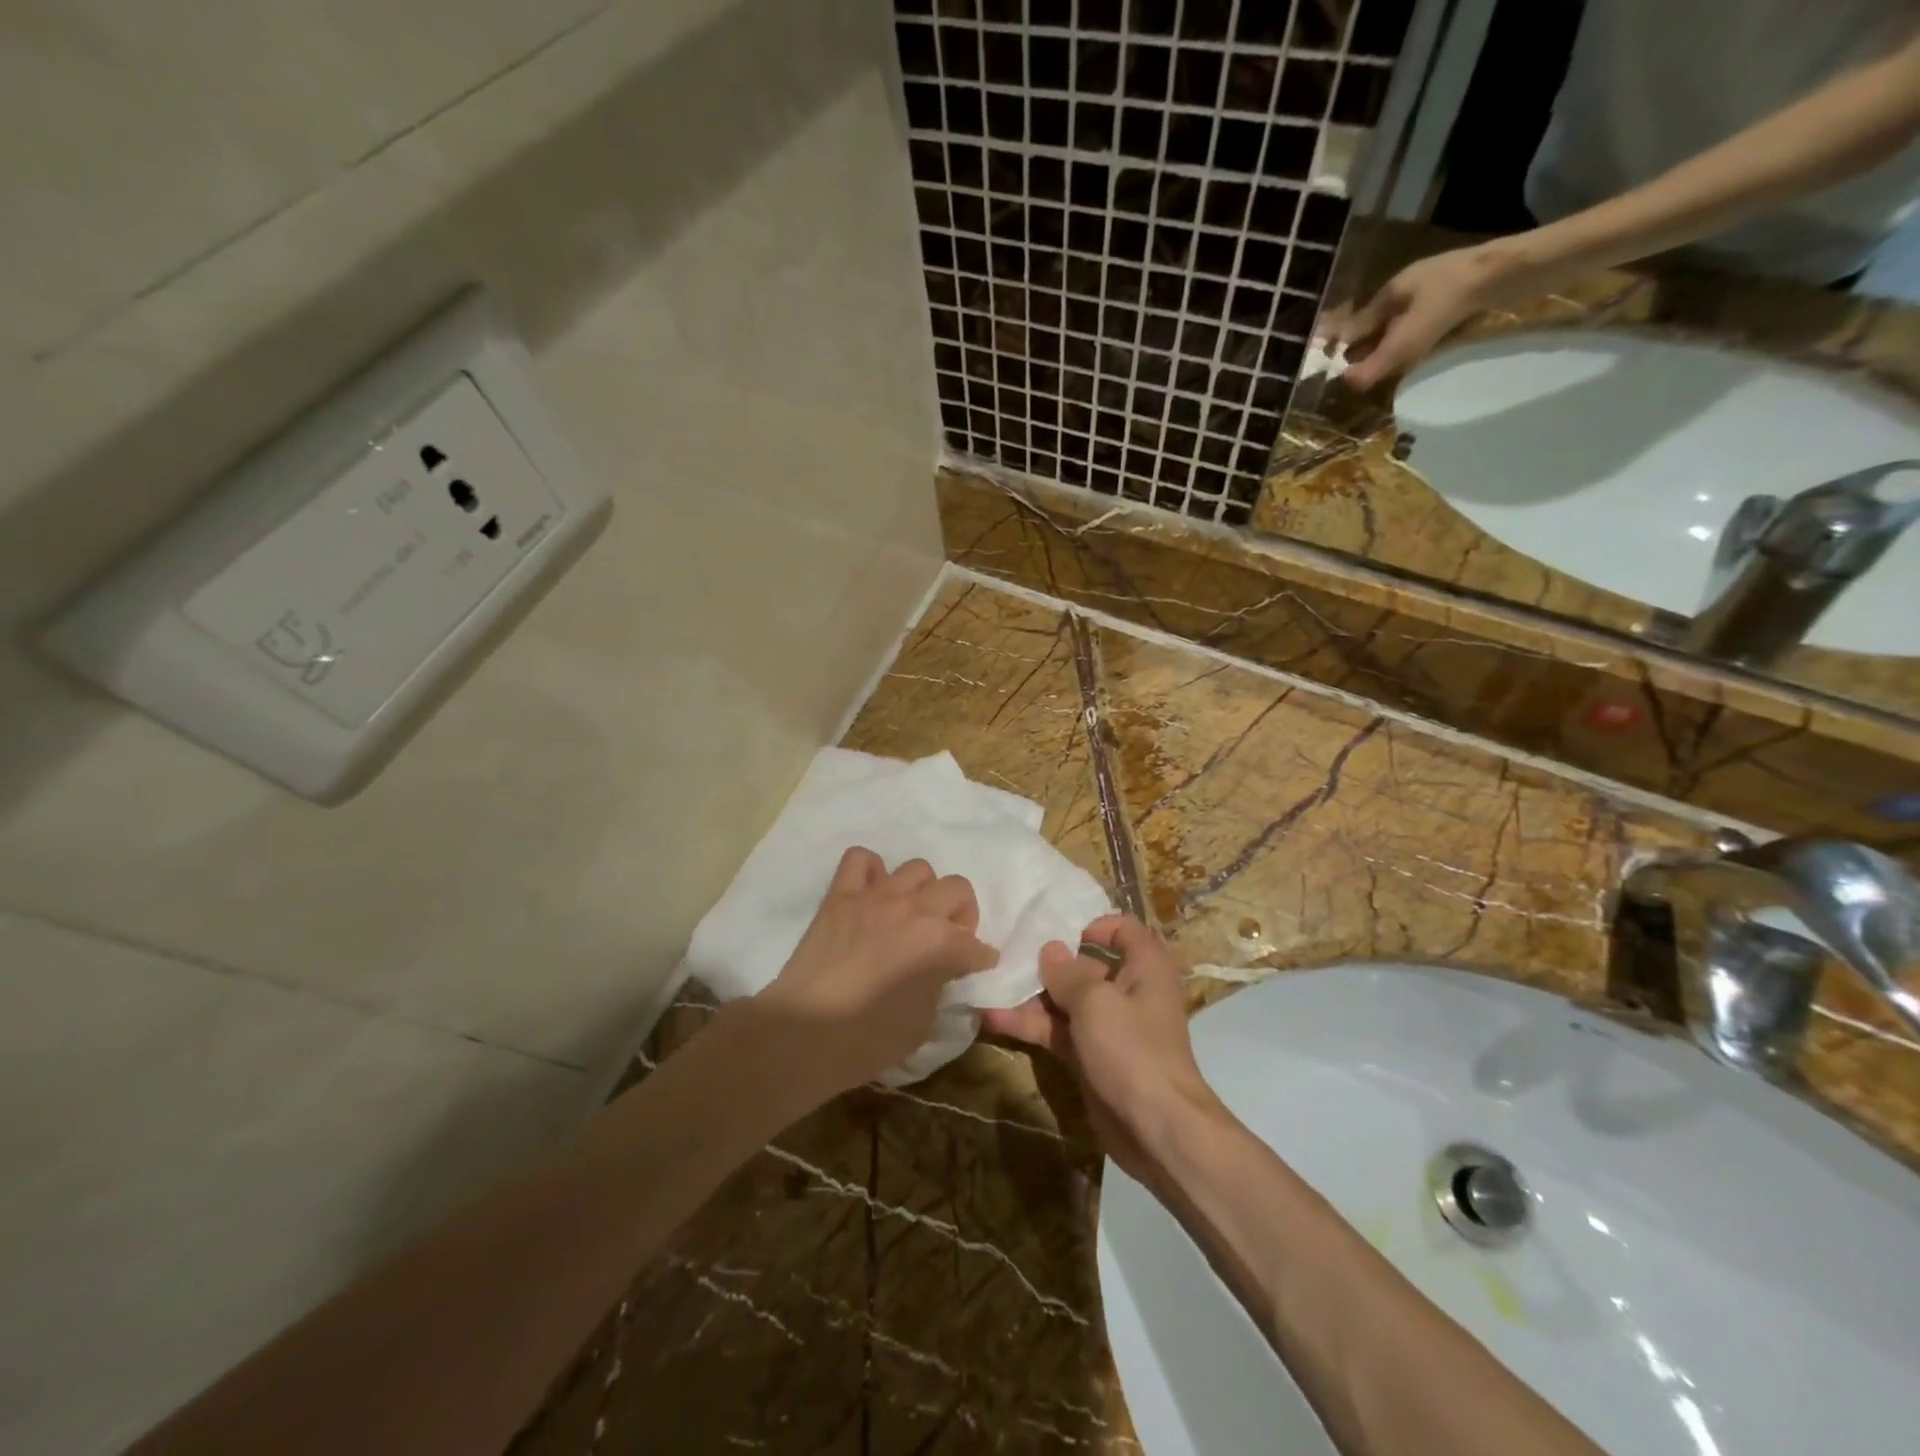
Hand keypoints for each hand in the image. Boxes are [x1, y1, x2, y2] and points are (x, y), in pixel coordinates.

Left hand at [753, 847, 997, 1096]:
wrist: (802, 1035)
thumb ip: (939, 988)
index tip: (975, 970)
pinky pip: (860, 859)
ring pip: (918, 868)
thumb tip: (941, 974)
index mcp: (940, 944)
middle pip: (958, 890)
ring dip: (923, 892)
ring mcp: (876, 897)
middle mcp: (915, 910)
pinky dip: (872, 871)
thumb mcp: (922, 1025)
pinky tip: (872, 895)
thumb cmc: (867, 1040)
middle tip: (948, 940)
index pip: (977, 946)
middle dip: (962, 916)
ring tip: (911, 916)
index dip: (980, 961)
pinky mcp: (840, 895)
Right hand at [982, 914, 1221, 1184]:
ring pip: (1067, 1001)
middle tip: (1007, 956)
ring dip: (1030, 997)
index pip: (1123, 930)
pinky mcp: (1092, 1057)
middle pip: (1086, 966)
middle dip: (1047, 963)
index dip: (1094, 925)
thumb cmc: (1132, 1049)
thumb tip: (1050, 950)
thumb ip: (1068, 973)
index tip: (1059, 931)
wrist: (1157, 1130)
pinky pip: (1059, 1032)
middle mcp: (1129, 991)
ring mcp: (1109, 1027)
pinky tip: (993, 1019)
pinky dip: (1031, 1026)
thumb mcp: (1096, 1001)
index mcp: (1145, 967)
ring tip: (989, 988)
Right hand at [1327, 241, 1522, 391]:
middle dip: (1370, 350)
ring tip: (1387, 375)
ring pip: (1404, 327)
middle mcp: (1410, 288)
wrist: (1516, 268)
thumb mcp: (1412, 335)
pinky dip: (1419, 344)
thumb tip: (1345, 384)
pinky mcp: (1460, 299)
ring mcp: (1437, 292)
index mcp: (1392, 290)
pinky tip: (1421, 358)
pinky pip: (1428, 327)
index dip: (1348, 347)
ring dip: (1395, 349)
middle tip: (1362, 379)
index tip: (1339, 373)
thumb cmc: (1455, 294)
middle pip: (1381, 325)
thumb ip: (1380, 361)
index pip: (1359, 323)